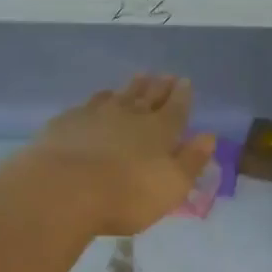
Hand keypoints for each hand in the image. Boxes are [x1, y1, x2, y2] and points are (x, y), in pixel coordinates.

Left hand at [29, 75, 215, 236]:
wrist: (63, 190)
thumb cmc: (127, 195)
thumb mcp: (172, 186)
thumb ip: (191, 161)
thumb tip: (208, 137)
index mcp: (160, 130)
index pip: (176, 108)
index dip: (182, 96)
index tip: (185, 82)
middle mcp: (130, 115)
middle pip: (147, 96)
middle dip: (158, 86)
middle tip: (164, 75)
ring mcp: (95, 115)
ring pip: (118, 95)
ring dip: (130, 87)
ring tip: (137, 79)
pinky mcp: (67, 122)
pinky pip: (88, 104)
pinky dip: (99, 100)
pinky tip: (97, 102)